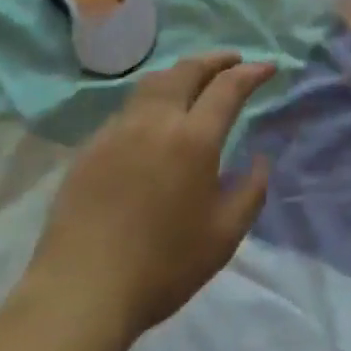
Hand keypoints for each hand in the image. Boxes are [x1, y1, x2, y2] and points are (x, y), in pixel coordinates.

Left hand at [24, 53, 276, 339]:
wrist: (82, 290)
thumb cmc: (163, 266)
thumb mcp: (225, 236)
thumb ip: (251, 191)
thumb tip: (261, 159)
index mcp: (193, 139)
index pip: (227, 88)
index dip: (251, 73)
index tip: (268, 67)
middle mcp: (155, 121)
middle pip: (186, 70)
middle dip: (215, 60)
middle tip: (233, 61)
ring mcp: (117, 130)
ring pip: (153, 83)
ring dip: (181, 73)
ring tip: (194, 80)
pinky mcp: (91, 147)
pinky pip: (128, 109)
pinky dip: (152, 100)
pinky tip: (154, 122)